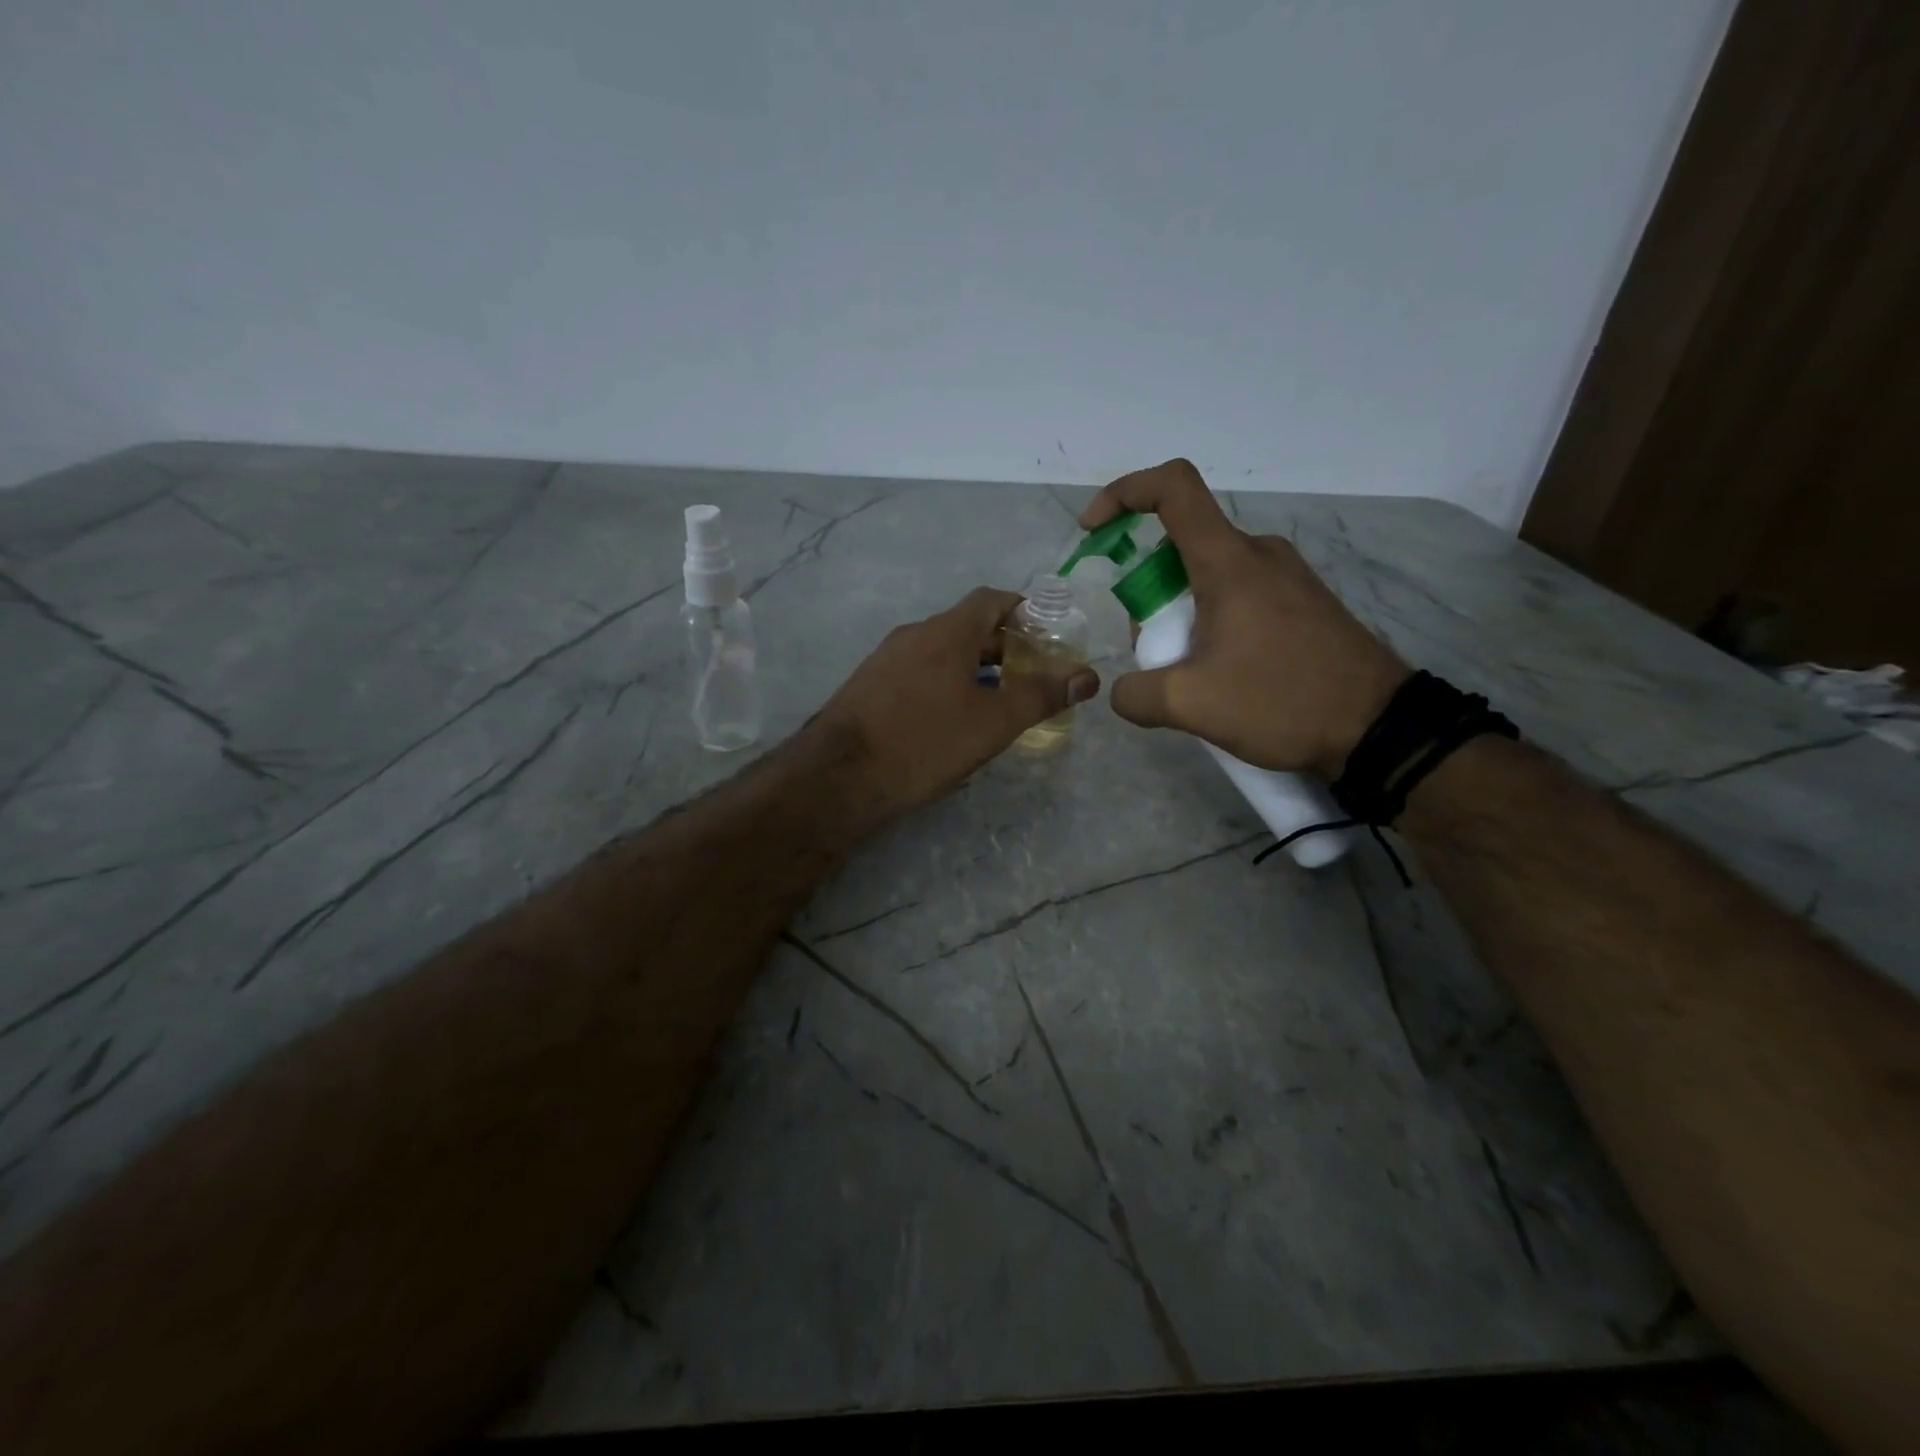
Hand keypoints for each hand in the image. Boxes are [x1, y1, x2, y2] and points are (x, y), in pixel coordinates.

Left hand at [813, 587, 1099, 819]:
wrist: (841, 775)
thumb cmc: (926, 741)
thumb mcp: (993, 722)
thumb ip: (1041, 696)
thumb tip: (1087, 676)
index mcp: (947, 631)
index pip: (991, 600)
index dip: (1022, 610)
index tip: (1046, 632)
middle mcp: (914, 634)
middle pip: (967, 626)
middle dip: (1003, 645)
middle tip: (1031, 673)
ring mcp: (885, 659)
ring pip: (941, 652)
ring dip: (973, 666)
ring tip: (997, 699)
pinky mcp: (868, 686)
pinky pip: (917, 672)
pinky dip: (944, 682)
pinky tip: (951, 718)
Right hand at [1082, 459, 1407, 777]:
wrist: (1379, 727)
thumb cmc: (1282, 700)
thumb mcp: (1191, 705)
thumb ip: (1136, 695)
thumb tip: (1123, 692)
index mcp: (1229, 561)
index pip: (1172, 488)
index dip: (1124, 493)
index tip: (1094, 530)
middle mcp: (1259, 553)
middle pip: (1182, 543)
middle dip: (1148, 588)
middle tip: (1150, 647)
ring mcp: (1287, 575)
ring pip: (1210, 573)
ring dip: (1180, 610)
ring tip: (1187, 670)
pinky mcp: (1304, 601)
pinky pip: (1240, 592)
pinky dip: (1212, 618)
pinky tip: (1222, 671)